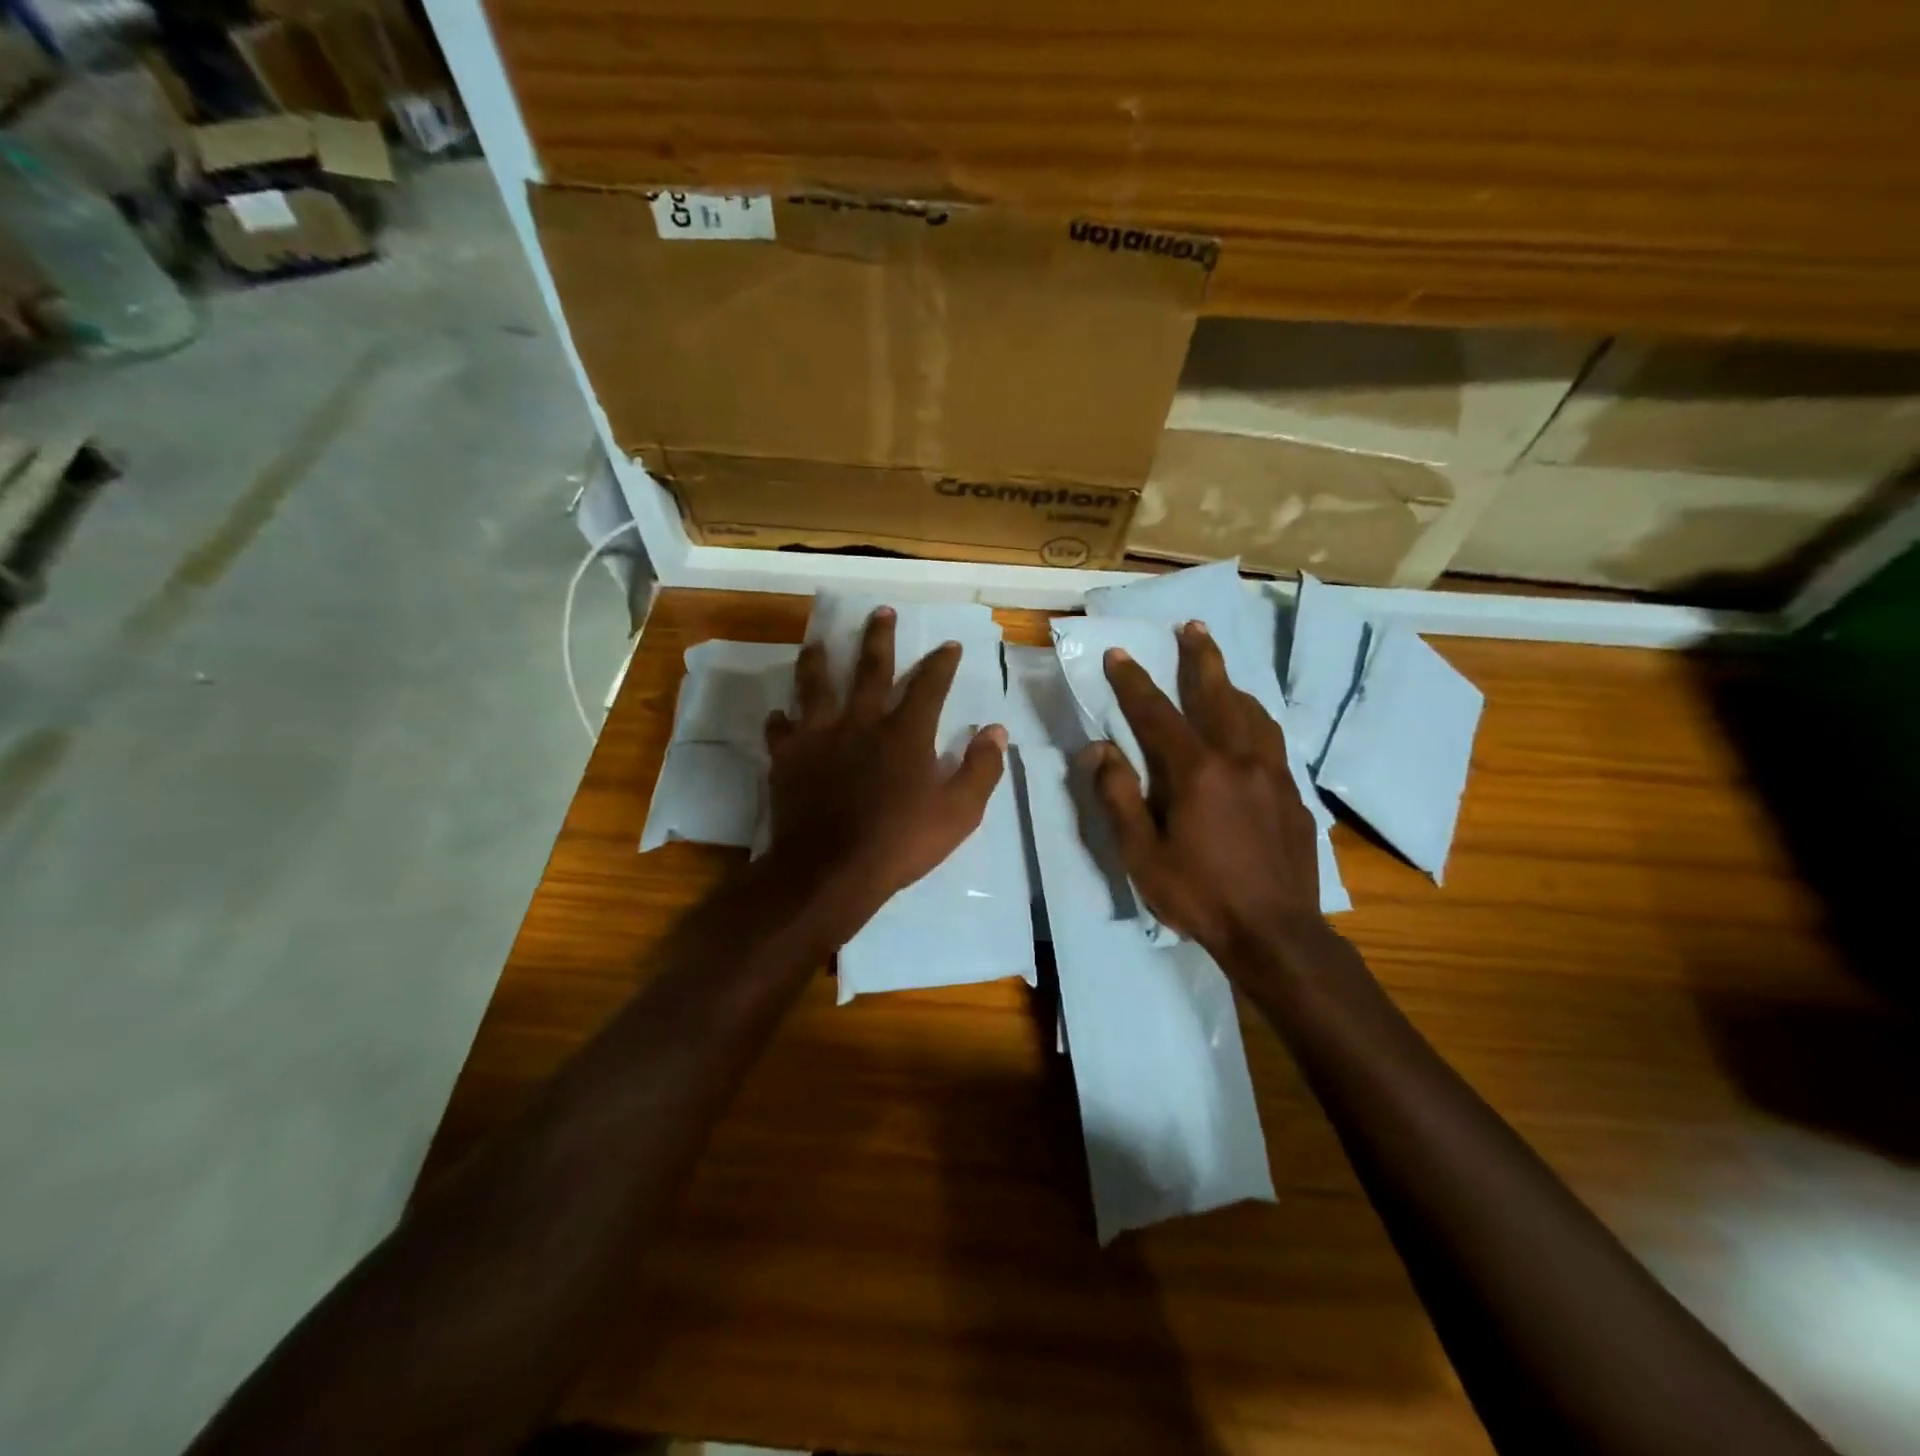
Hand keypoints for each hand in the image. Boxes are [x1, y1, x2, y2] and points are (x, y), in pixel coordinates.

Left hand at [764, 607, 1006, 937]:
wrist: (830, 871)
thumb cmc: (900, 843)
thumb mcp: (958, 813)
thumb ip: (980, 769)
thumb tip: (996, 731)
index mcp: (905, 733)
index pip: (929, 686)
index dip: (941, 663)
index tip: (948, 645)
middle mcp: (862, 722)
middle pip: (871, 669)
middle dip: (879, 638)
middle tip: (880, 611)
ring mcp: (820, 736)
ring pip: (817, 686)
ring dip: (819, 661)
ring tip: (818, 642)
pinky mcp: (788, 757)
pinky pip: (781, 729)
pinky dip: (781, 720)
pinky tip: (780, 715)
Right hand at [1077, 621, 1322, 959]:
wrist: (1276, 934)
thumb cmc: (1199, 896)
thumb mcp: (1142, 855)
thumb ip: (1118, 797)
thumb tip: (1100, 750)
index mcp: (1197, 772)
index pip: (1157, 713)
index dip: (1134, 682)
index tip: (1120, 654)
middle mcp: (1239, 760)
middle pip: (1218, 695)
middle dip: (1201, 658)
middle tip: (1193, 627)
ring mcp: (1273, 776)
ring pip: (1253, 714)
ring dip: (1232, 686)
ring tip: (1221, 671)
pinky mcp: (1293, 796)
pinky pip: (1272, 742)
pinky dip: (1255, 721)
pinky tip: (1252, 729)